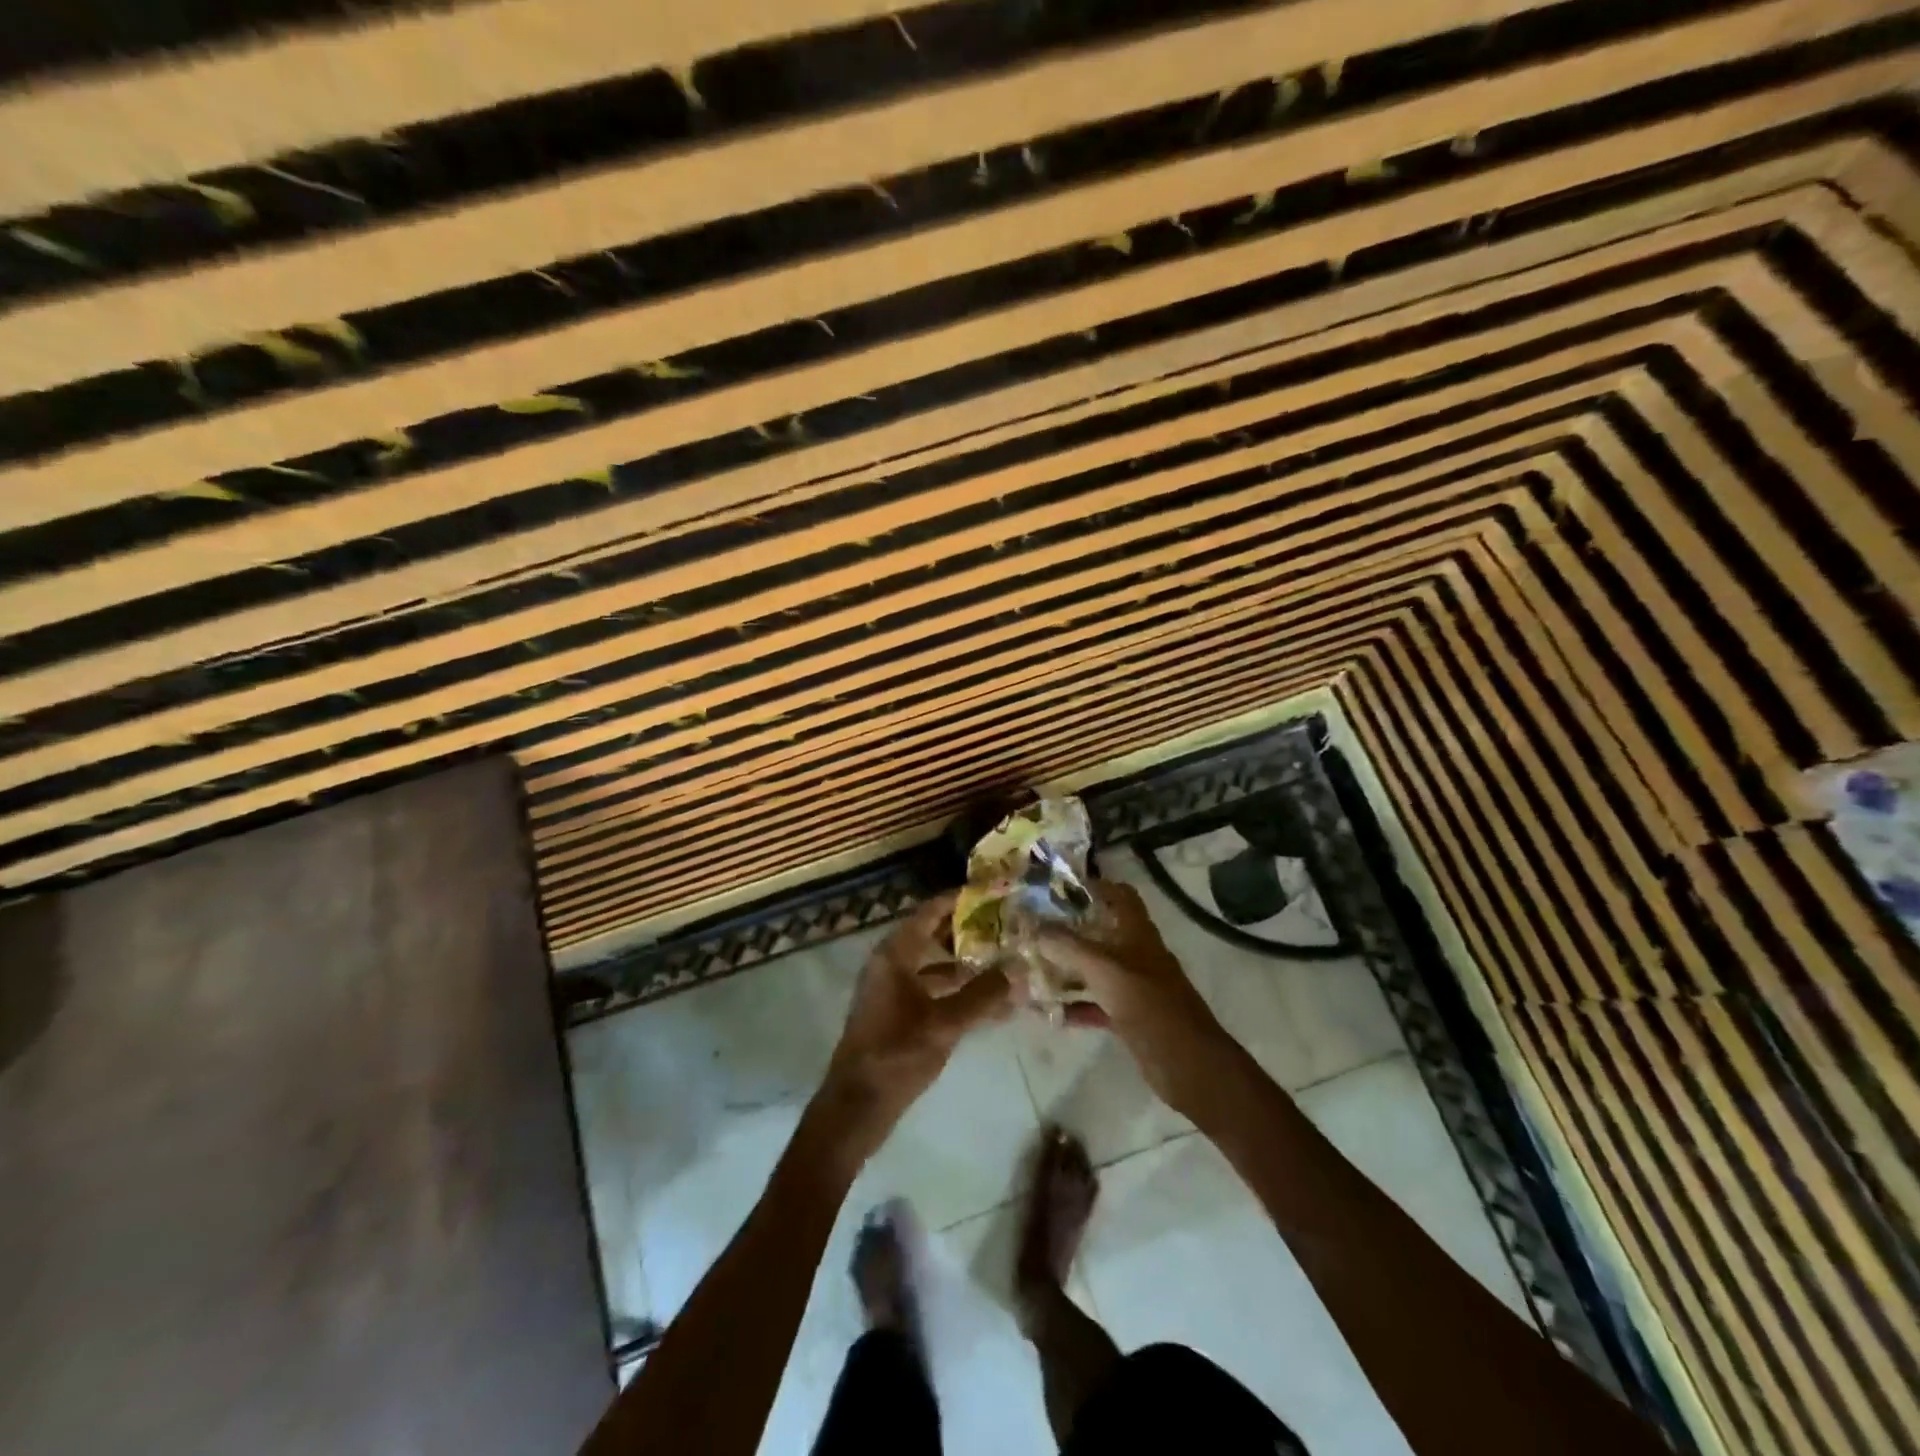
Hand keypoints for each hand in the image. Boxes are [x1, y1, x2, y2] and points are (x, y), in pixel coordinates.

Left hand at [807, 892, 1012, 1170]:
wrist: (856, 1106)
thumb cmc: (897, 1054)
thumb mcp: (945, 1023)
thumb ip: (983, 994)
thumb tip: (1018, 969)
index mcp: (895, 954)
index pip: (929, 912)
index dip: (959, 900)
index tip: (993, 894)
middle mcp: (890, 963)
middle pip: (932, 934)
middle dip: (968, 931)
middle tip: (1006, 927)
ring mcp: (891, 989)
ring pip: (933, 963)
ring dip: (965, 962)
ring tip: (1003, 962)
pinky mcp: (896, 1012)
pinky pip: (930, 988)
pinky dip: (956, 990)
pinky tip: (987, 1003)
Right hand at [1037, 881, 1243, 1117]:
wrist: (1187, 1062)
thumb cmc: (1148, 1003)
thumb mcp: (1103, 969)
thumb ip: (1067, 946)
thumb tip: (1031, 927)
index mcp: (1136, 932)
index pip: (1118, 894)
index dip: (1093, 885)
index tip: (1058, 886)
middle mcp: (1135, 953)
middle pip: (1100, 931)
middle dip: (1068, 929)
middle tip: (1032, 928)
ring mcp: (1133, 986)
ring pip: (1094, 969)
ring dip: (1065, 969)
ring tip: (1029, 968)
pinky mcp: (1129, 1016)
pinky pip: (1095, 1004)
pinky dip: (1073, 1006)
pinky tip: (1046, 1012)